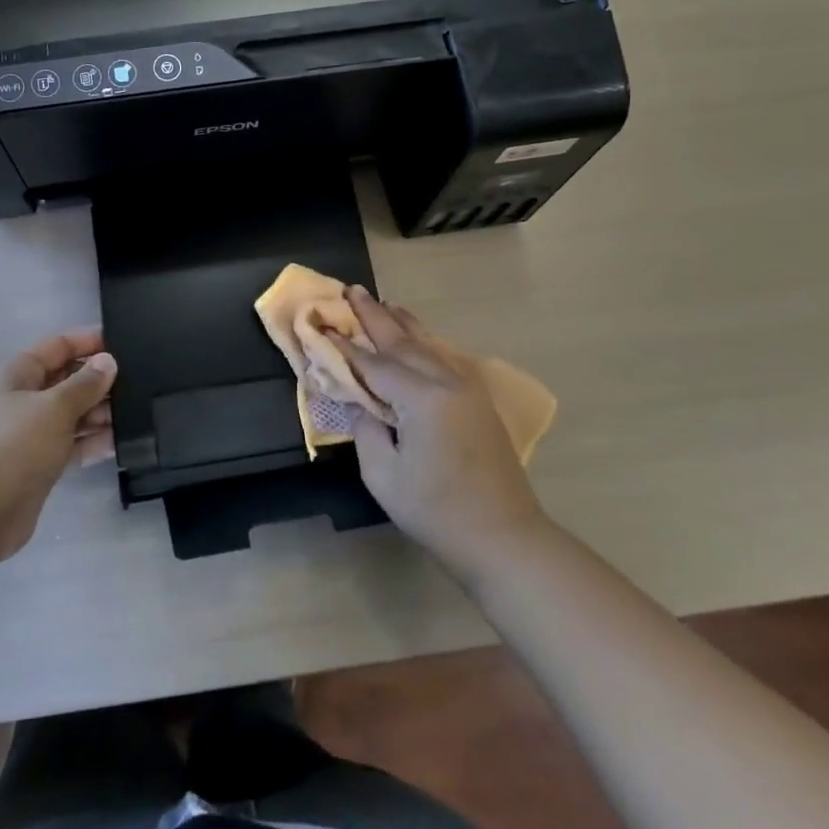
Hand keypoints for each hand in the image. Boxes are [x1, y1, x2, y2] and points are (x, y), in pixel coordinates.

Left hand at [0, 329, 116, 564]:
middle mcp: (22, 399)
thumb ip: (85, 384)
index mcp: (17, 374)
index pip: (58, 346)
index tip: (124, 343)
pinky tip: (120, 441)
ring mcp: (29, 434)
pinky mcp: (37, 465)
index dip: (89, 342)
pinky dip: (91, 442)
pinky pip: (70, 444)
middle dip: (98, 381)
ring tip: (136, 413)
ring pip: (71, 414)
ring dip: (99, 413)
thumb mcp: (54, 407)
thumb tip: (108, 361)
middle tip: (139, 383)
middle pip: (66, 380)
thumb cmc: (13, 446)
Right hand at [325, 288, 542, 580]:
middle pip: (403, 342)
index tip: (323, 326)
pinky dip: (425, 341)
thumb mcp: (385, 477)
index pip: (375, 364)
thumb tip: (361, 402)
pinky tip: (417, 336)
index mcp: (422, 399)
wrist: (505, 538)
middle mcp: (446, 382)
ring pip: (428, 344)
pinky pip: (444, 357)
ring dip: (403, 323)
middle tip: (352, 290)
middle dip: (375, 316)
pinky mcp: (478, 400)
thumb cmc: (438, 512)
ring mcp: (467, 388)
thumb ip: (366, 430)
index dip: (346, 347)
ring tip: (383, 303)